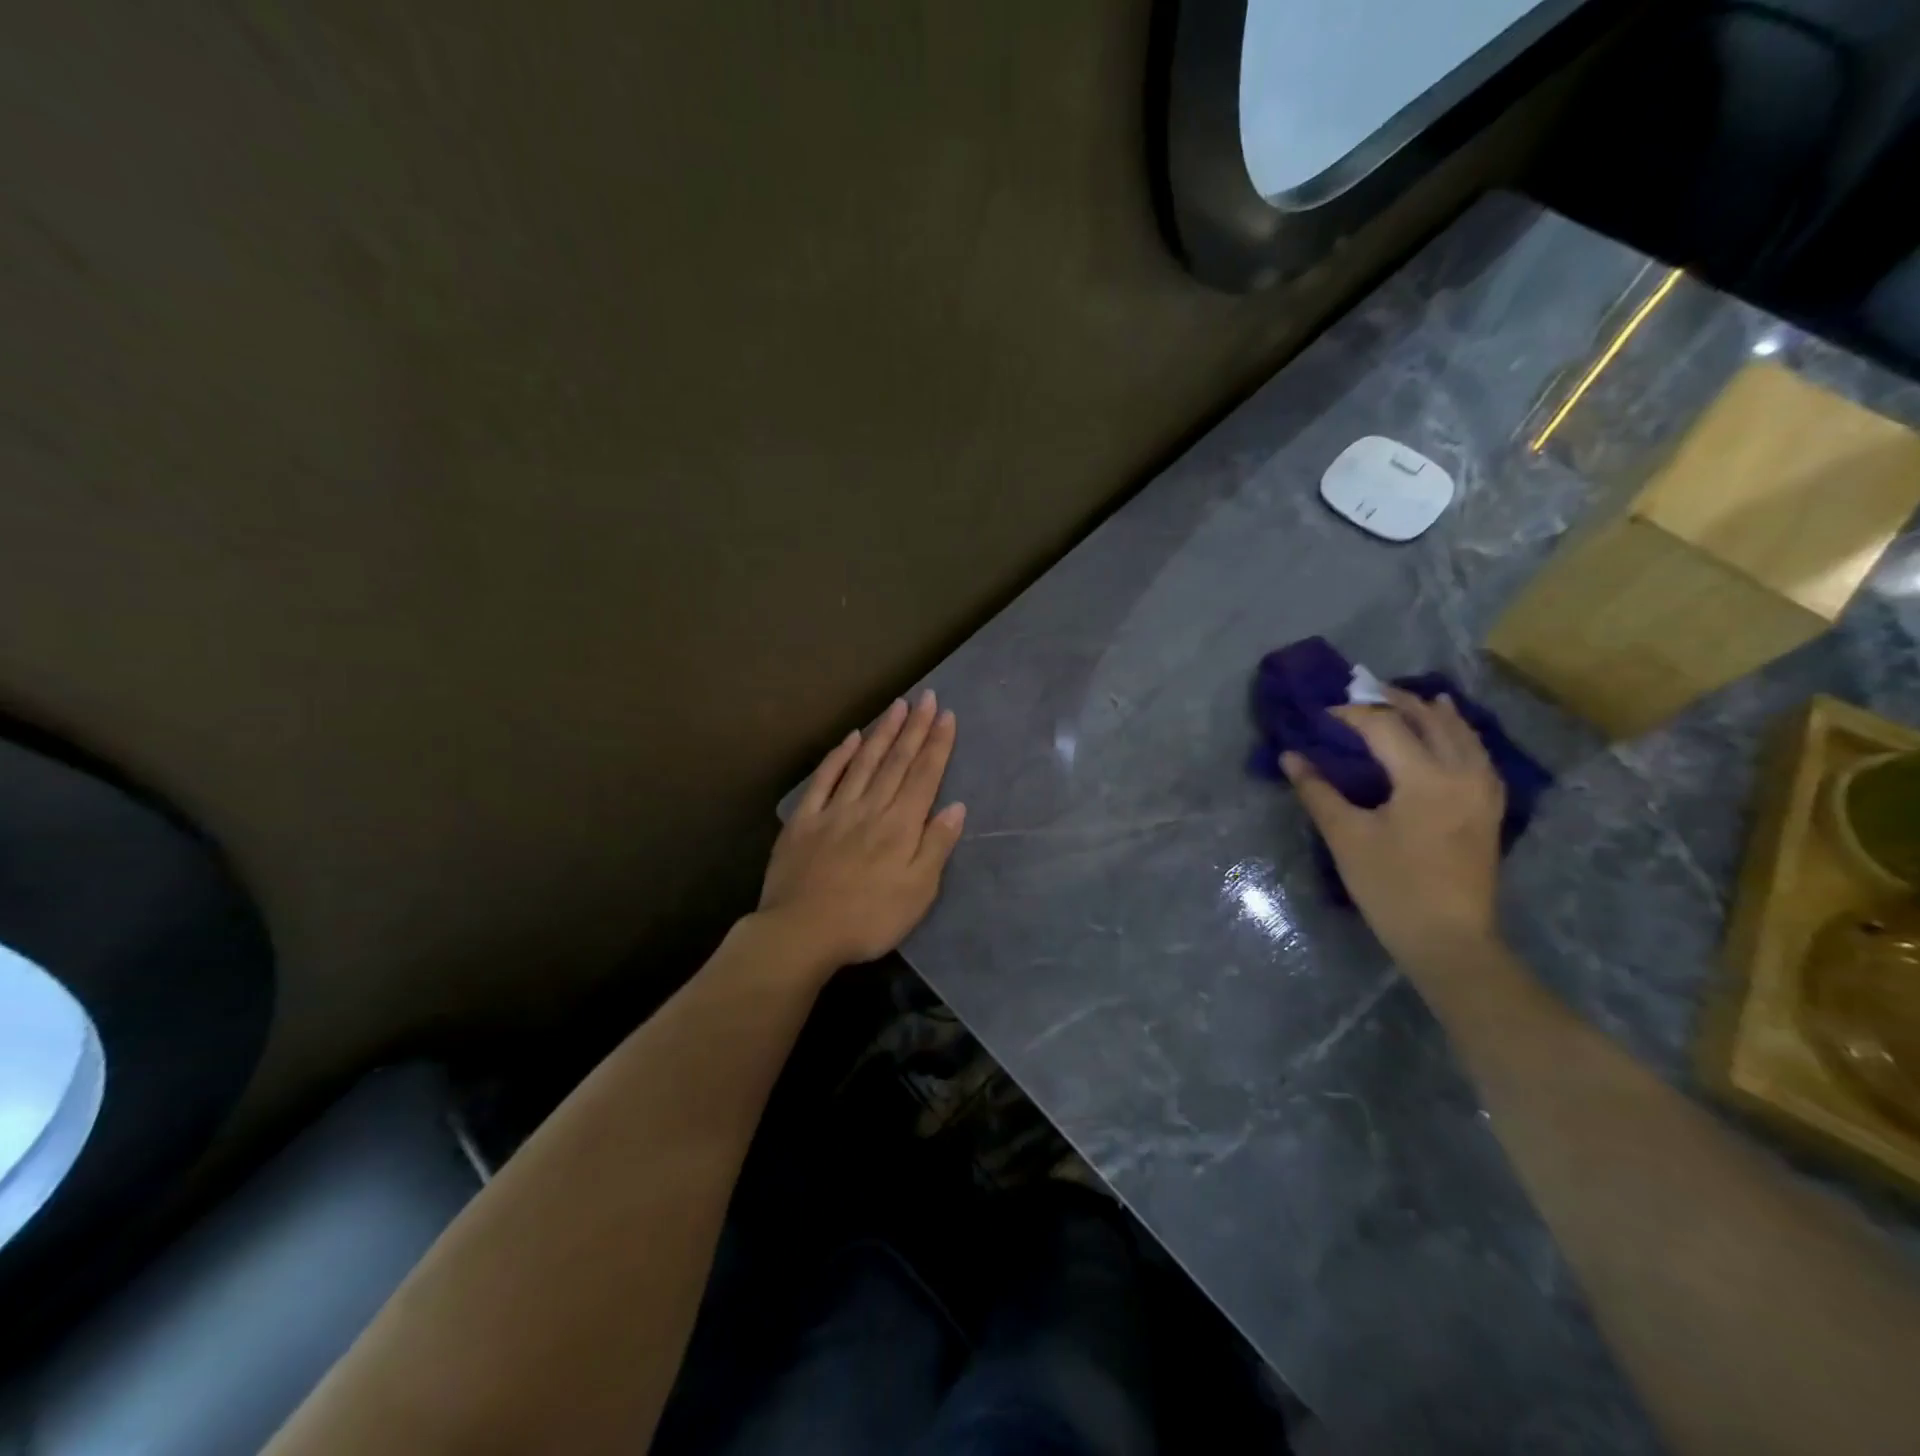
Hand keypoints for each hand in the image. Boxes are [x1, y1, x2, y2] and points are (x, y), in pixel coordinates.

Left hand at [759, 691, 965, 969]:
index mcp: (900, 826)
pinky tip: (850, 738)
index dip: (937, 744)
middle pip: (896, 761)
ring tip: (897, 706)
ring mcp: (834, 810)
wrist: (802, 932)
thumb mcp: (918, 892)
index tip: (946, 715)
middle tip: (926, 697)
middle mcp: (870, 808)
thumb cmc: (869, 919)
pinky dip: (838, 756)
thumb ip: (936, 846)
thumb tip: (956, 806)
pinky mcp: (804, 820)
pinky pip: (824, 780)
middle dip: (914, 728)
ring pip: (863, 762)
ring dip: (882, 732)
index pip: (924, 776)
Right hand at [1282, 688, 1504, 979]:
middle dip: (1396, 701)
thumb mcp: (1346, 837)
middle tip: (1364, 691)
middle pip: (1432, 720)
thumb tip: (1291, 757)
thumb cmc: (1391, 887)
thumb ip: (1318, 791)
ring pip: (1463, 735)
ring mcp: (1483, 792)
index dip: (1352, 714)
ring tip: (1410, 700)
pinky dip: (1460, 736)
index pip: (1385, 727)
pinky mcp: (1489, 809)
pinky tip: (1451, 735)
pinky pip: (1478, 755)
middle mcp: (1462, 775)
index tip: (1324, 713)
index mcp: (1426, 779)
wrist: (1448, 939)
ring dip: (1434, 713)